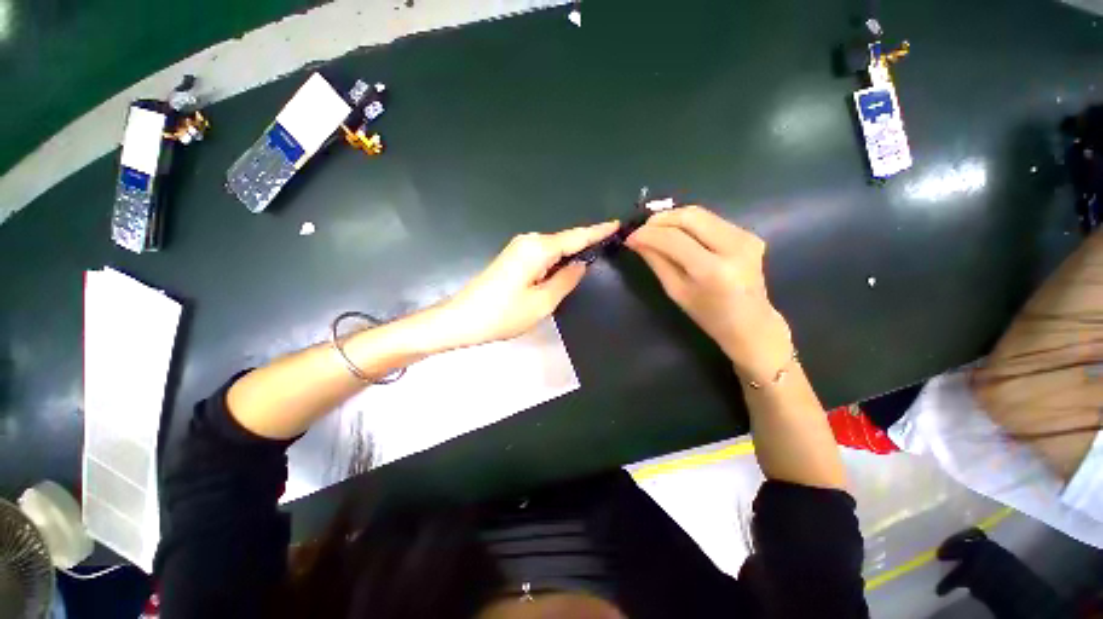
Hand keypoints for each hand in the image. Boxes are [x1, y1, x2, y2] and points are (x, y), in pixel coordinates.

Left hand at [441, 222, 619, 347]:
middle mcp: (529, 242)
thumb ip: (565, 280)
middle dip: (586, 243)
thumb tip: (580, 265)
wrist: (461, 319)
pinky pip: (543, 256)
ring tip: (593, 260)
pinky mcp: (513, 259)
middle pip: (564, 240)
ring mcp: (518, 249)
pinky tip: (565, 270)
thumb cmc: (503, 314)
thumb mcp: (542, 303)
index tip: (617, 224)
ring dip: (571, 254)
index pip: (575, 237)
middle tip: (610, 248)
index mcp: (538, 249)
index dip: (597, 231)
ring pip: (553, 249)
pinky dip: (557, 261)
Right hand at [625, 206, 792, 381]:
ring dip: (672, 218)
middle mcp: (733, 247)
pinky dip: (688, 223)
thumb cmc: (708, 316)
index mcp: (713, 270)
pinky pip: (710, 219)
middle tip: (641, 229)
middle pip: (689, 216)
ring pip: (700, 213)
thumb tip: (636, 240)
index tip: (629, 237)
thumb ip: (656, 261)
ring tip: (654, 230)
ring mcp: (745, 237)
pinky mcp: (748, 233)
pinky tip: (676, 233)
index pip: (673, 239)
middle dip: (660, 219)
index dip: (648, 234)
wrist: (751, 323)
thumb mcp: (676, 291)